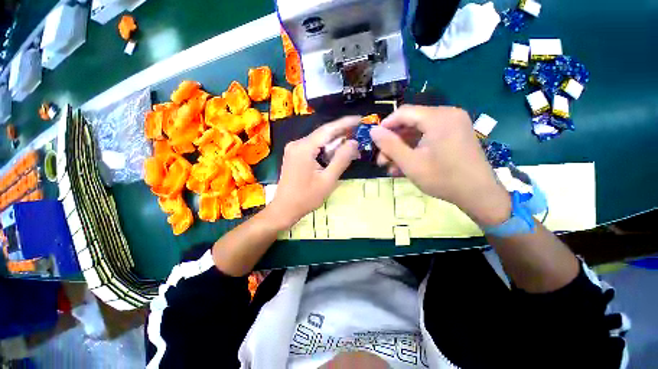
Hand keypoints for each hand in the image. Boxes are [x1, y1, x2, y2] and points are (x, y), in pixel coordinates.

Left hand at [269, 117, 359, 228]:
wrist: (285, 208)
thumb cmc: (307, 197)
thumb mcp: (328, 180)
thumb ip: (341, 159)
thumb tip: (353, 142)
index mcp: (304, 148)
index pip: (328, 129)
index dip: (345, 123)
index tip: (359, 119)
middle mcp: (297, 143)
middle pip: (323, 134)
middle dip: (341, 135)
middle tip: (358, 136)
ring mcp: (294, 149)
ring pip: (319, 141)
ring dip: (334, 144)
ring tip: (350, 148)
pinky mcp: (294, 155)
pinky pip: (313, 148)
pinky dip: (325, 150)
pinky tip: (335, 155)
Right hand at [370, 105, 510, 225]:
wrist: (479, 195)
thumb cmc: (443, 179)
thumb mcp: (410, 163)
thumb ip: (390, 145)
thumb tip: (373, 131)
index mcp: (438, 118)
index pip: (403, 113)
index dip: (385, 126)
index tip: (374, 141)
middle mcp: (447, 115)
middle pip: (410, 123)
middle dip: (393, 142)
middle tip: (382, 160)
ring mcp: (453, 125)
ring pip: (417, 132)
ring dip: (402, 148)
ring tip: (391, 166)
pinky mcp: (454, 135)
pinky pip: (428, 138)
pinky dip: (415, 149)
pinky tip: (404, 165)